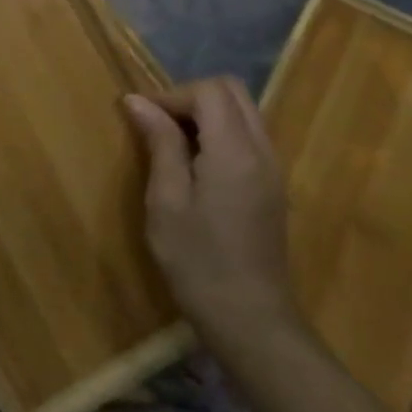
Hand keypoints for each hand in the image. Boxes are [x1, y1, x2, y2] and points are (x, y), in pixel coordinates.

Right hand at [124, 77, 300, 352]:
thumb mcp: (166, 201)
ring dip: (206, 114)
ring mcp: (273, 169)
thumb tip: (138, 101)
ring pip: (244, 112)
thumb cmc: (198, 261)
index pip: (209, 91)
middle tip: (157, 124)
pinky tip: (195, 164)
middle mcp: (262, 151)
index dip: (171, 95)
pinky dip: (220, 133)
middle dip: (191, 97)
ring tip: (171, 143)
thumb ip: (159, 144)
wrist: (251, 320)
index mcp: (235, 152)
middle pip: (233, 92)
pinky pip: (249, 136)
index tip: (140, 117)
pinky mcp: (273, 186)